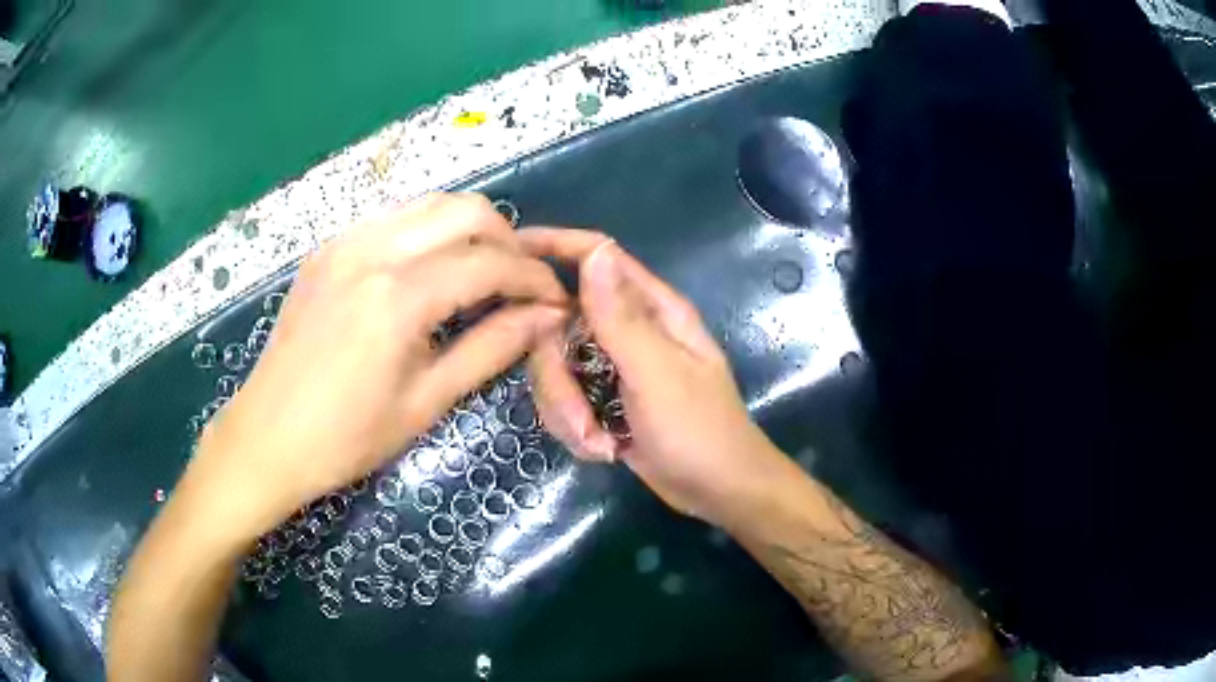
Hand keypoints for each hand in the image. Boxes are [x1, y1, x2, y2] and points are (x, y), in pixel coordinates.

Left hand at [184, 194, 569, 542]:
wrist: (267, 438)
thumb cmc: (347, 437)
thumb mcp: (427, 402)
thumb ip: (491, 348)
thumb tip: (546, 317)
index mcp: (398, 296)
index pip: (489, 263)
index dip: (533, 279)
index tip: (556, 300)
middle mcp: (372, 250)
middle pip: (464, 210)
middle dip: (507, 240)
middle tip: (521, 283)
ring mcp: (344, 242)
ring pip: (429, 205)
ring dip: (468, 230)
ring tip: (482, 274)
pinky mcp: (328, 249)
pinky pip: (393, 220)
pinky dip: (428, 234)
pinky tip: (430, 272)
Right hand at [522, 229, 796, 527]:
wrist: (716, 491)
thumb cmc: (700, 432)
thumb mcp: (658, 375)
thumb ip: (621, 318)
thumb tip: (594, 251)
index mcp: (652, 309)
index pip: (598, 257)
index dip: (554, 246)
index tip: (508, 251)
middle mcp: (627, 330)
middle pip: (558, 325)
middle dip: (558, 378)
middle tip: (580, 418)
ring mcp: (611, 366)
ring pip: (555, 369)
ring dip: (568, 412)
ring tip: (600, 442)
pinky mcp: (601, 399)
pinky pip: (564, 399)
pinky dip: (576, 428)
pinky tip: (604, 449)